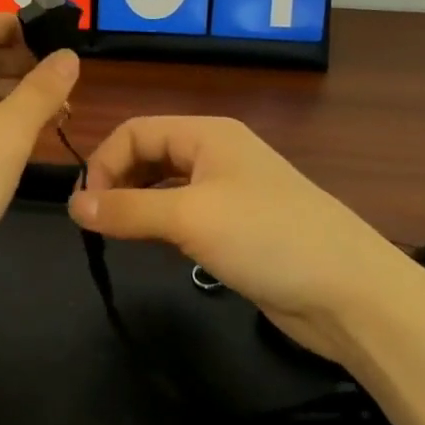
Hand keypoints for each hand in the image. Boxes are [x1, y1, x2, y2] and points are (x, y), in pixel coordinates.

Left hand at [0, 13, 79, 302]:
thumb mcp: (8, 133)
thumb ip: (42, 90)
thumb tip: (69, 56)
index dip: (7, 22)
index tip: (47, 34)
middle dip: (19, 60)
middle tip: (64, 75)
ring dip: (15, 93)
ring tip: (59, 107)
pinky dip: (1, 122)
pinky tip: (31, 137)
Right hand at [67, 116, 408, 353]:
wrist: (351, 294)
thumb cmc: (267, 237)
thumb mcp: (190, 218)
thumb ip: (128, 210)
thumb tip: (74, 205)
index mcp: (207, 134)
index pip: (136, 130)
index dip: (105, 162)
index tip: (86, 208)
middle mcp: (217, 154)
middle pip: (150, 153)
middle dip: (118, 181)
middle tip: (97, 223)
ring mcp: (230, 191)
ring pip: (166, 186)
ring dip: (138, 204)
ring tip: (118, 234)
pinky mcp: (239, 227)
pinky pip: (186, 214)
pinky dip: (162, 224)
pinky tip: (154, 246)